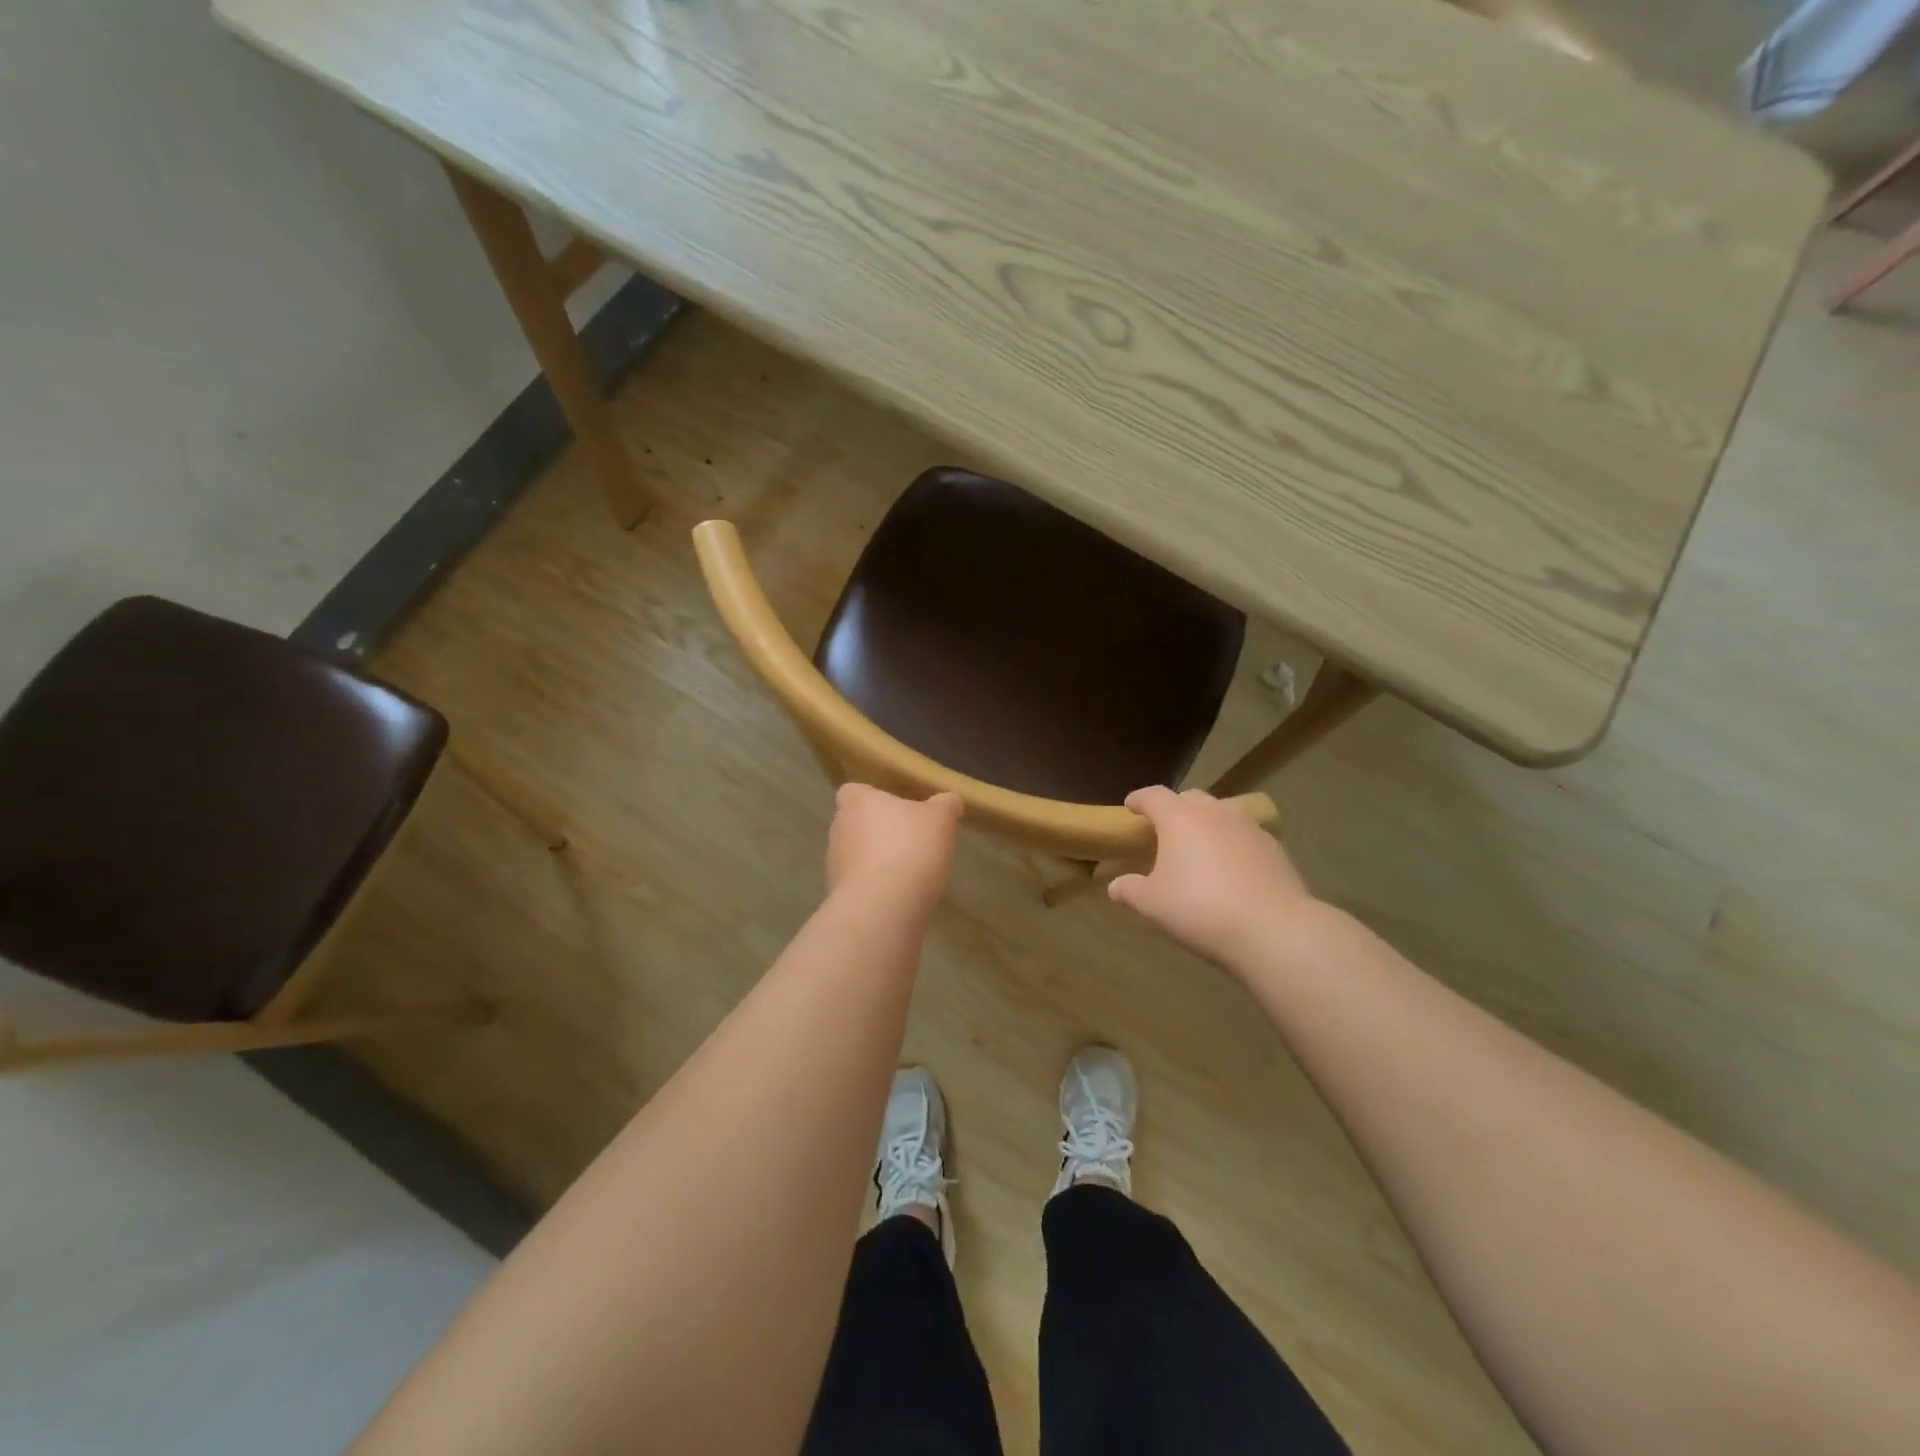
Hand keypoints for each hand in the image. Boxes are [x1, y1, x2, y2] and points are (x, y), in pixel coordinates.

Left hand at [826, 783, 962, 913]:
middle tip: (910, 840)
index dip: (873, 798)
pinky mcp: (838, 895)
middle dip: (878, 831)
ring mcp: (834, 864)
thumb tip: (949, 801)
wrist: (883, 907)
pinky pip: (860, 884)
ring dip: (877, 861)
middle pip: (856, 823)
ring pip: (857, 855)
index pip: (853, 791)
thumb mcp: (942, 819)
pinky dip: (876, 887)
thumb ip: (946, 804)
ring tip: (908, 871)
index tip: (896, 808)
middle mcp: (838, 828)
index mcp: (857, 802)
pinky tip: (900, 895)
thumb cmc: (910, 848)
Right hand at [1108, 786, 1316, 965]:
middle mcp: (1215, 813)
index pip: (1154, 796)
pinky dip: (1235, 843)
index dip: (1140, 799)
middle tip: (1167, 828)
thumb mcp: (1153, 904)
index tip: (1131, 805)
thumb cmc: (1200, 909)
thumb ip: (1131, 890)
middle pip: (1191, 798)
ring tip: (1203, 845)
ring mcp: (1249, 828)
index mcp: (1180, 819)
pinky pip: (1247, 836)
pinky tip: (1234, 868)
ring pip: (1224, 812)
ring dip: (1209, 822)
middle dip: (1176, 808)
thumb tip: (1116, 886)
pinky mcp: (1275, 848)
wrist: (1273, 929)